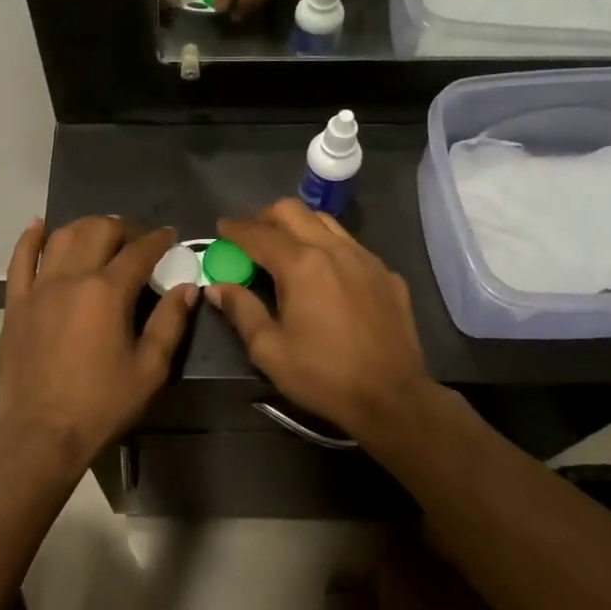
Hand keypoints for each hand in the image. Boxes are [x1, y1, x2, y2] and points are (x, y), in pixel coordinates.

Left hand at [0, 217, 198, 466]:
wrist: (43, 434)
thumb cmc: (103, 404)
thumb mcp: (150, 369)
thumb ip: (170, 322)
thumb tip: (187, 286)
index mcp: (107, 292)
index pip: (139, 251)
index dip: (158, 239)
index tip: (170, 236)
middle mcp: (71, 278)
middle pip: (98, 231)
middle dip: (123, 228)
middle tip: (138, 241)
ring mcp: (38, 288)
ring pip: (61, 236)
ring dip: (85, 227)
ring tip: (100, 236)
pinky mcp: (16, 303)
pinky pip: (19, 260)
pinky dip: (30, 238)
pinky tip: (39, 226)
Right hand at [207, 200, 435, 443]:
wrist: (393, 397)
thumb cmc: (323, 375)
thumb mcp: (269, 350)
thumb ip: (241, 311)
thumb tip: (218, 287)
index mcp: (300, 265)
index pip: (259, 234)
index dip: (235, 229)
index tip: (222, 229)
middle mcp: (333, 249)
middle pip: (293, 212)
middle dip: (266, 217)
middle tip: (252, 237)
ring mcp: (366, 258)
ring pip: (326, 222)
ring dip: (300, 226)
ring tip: (287, 249)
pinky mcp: (387, 274)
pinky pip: (352, 246)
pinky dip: (330, 248)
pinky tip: (327, 275)